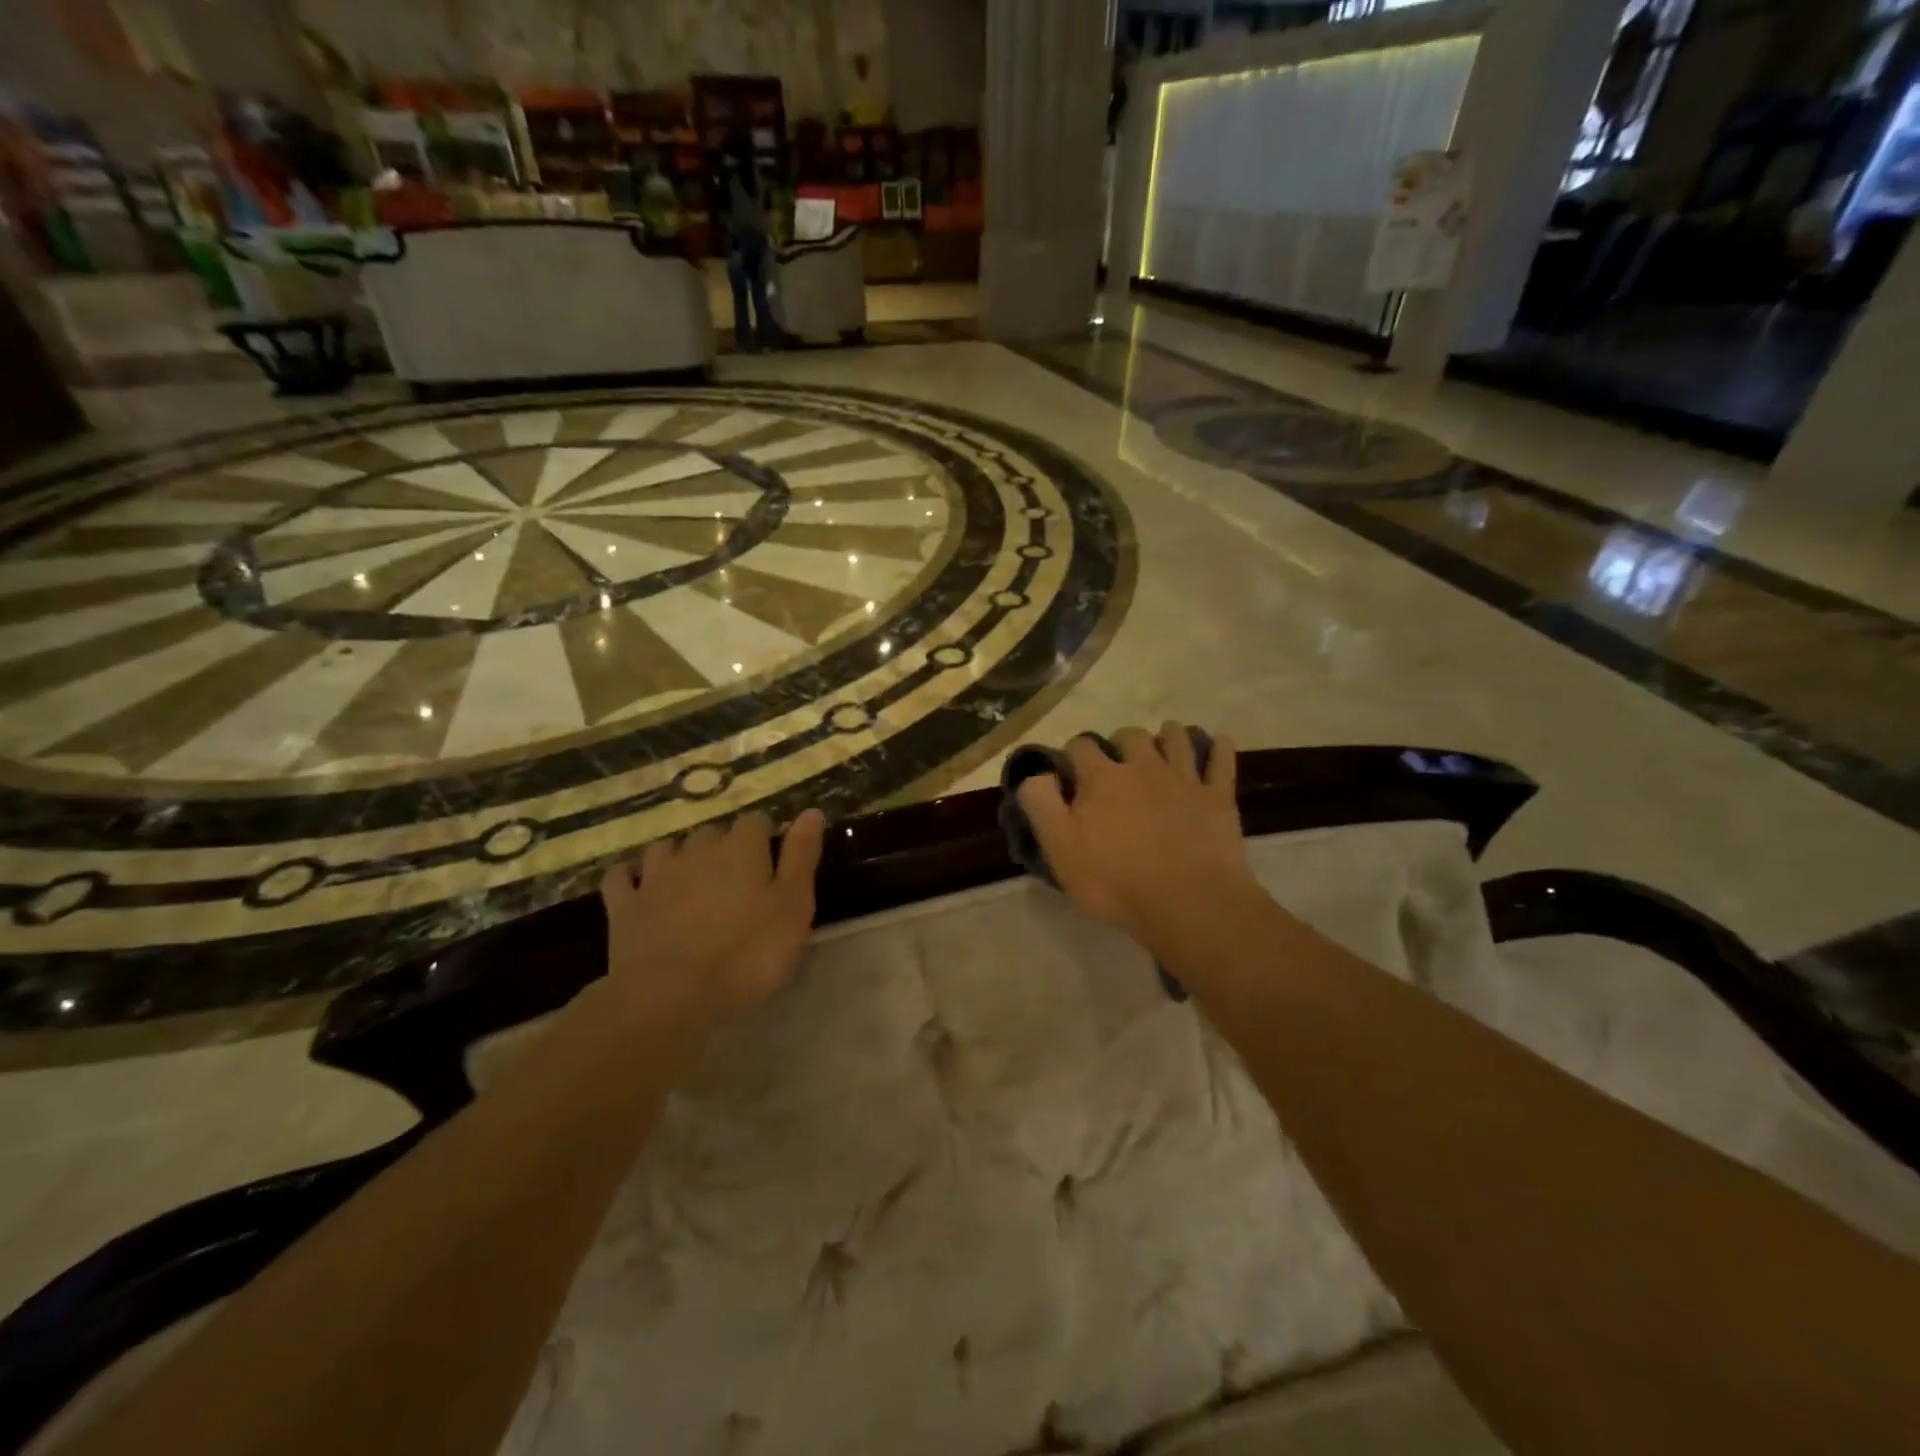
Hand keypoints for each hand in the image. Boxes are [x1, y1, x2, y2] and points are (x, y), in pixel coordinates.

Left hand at [599, 808, 825, 1027]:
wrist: (670, 996)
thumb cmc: (747, 954)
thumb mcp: (793, 907)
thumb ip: (802, 856)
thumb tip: (811, 811)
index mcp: (742, 848)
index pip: (757, 822)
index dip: (767, 837)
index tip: (774, 861)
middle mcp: (697, 850)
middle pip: (713, 832)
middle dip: (725, 846)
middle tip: (738, 879)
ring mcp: (655, 875)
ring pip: (668, 847)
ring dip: (680, 855)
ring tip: (691, 878)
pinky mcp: (624, 905)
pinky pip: (622, 876)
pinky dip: (630, 876)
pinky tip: (638, 885)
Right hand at [1015, 725, 1258, 953]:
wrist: (1188, 902)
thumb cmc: (1115, 880)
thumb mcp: (1059, 848)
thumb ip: (1041, 804)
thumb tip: (1035, 773)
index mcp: (1102, 777)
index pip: (1081, 746)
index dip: (1073, 754)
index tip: (1070, 772)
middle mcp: (1143, 766)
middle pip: (1130, 735)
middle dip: (1120, 742)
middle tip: (1117, 763)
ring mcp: (1184, 778)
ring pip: (1176, 738)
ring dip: (1167, 735)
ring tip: (1163, 744)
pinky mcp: (1217, 797)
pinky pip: (1222, 761)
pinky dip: (1220, 748)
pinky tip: (1219, 744)